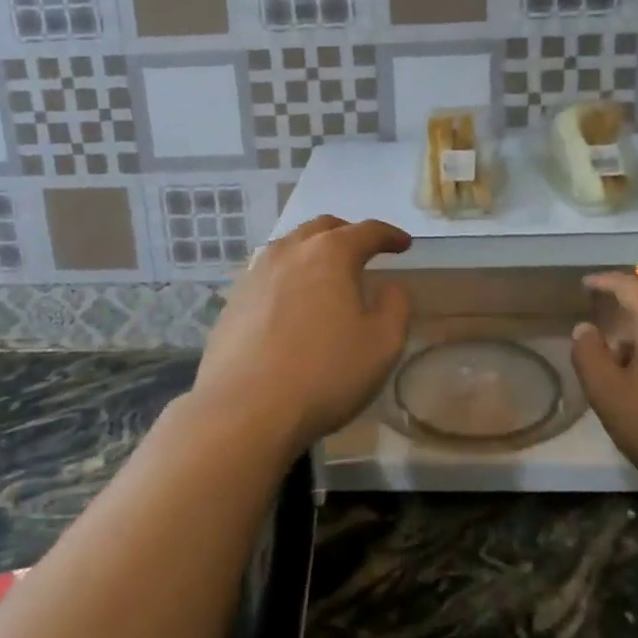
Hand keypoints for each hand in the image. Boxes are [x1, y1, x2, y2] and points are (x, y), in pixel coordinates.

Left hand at [189, 217, 411, 460]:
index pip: (367, 231)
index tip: (404, 244)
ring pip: (291, 246)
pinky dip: (289, 274)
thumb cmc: (323, 374)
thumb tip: (390, 287)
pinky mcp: (234, 299)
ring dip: (314, 250)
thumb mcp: (382, 345)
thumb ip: (395, 307)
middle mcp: (291, 251)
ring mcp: (256, 272)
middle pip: (323, 228)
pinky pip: (269, 272)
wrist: (243, 410)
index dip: (390, 235)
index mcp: (330, 253)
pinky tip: (292, 299)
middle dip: (348, 234)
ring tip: (327, 272)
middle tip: (364, 251)